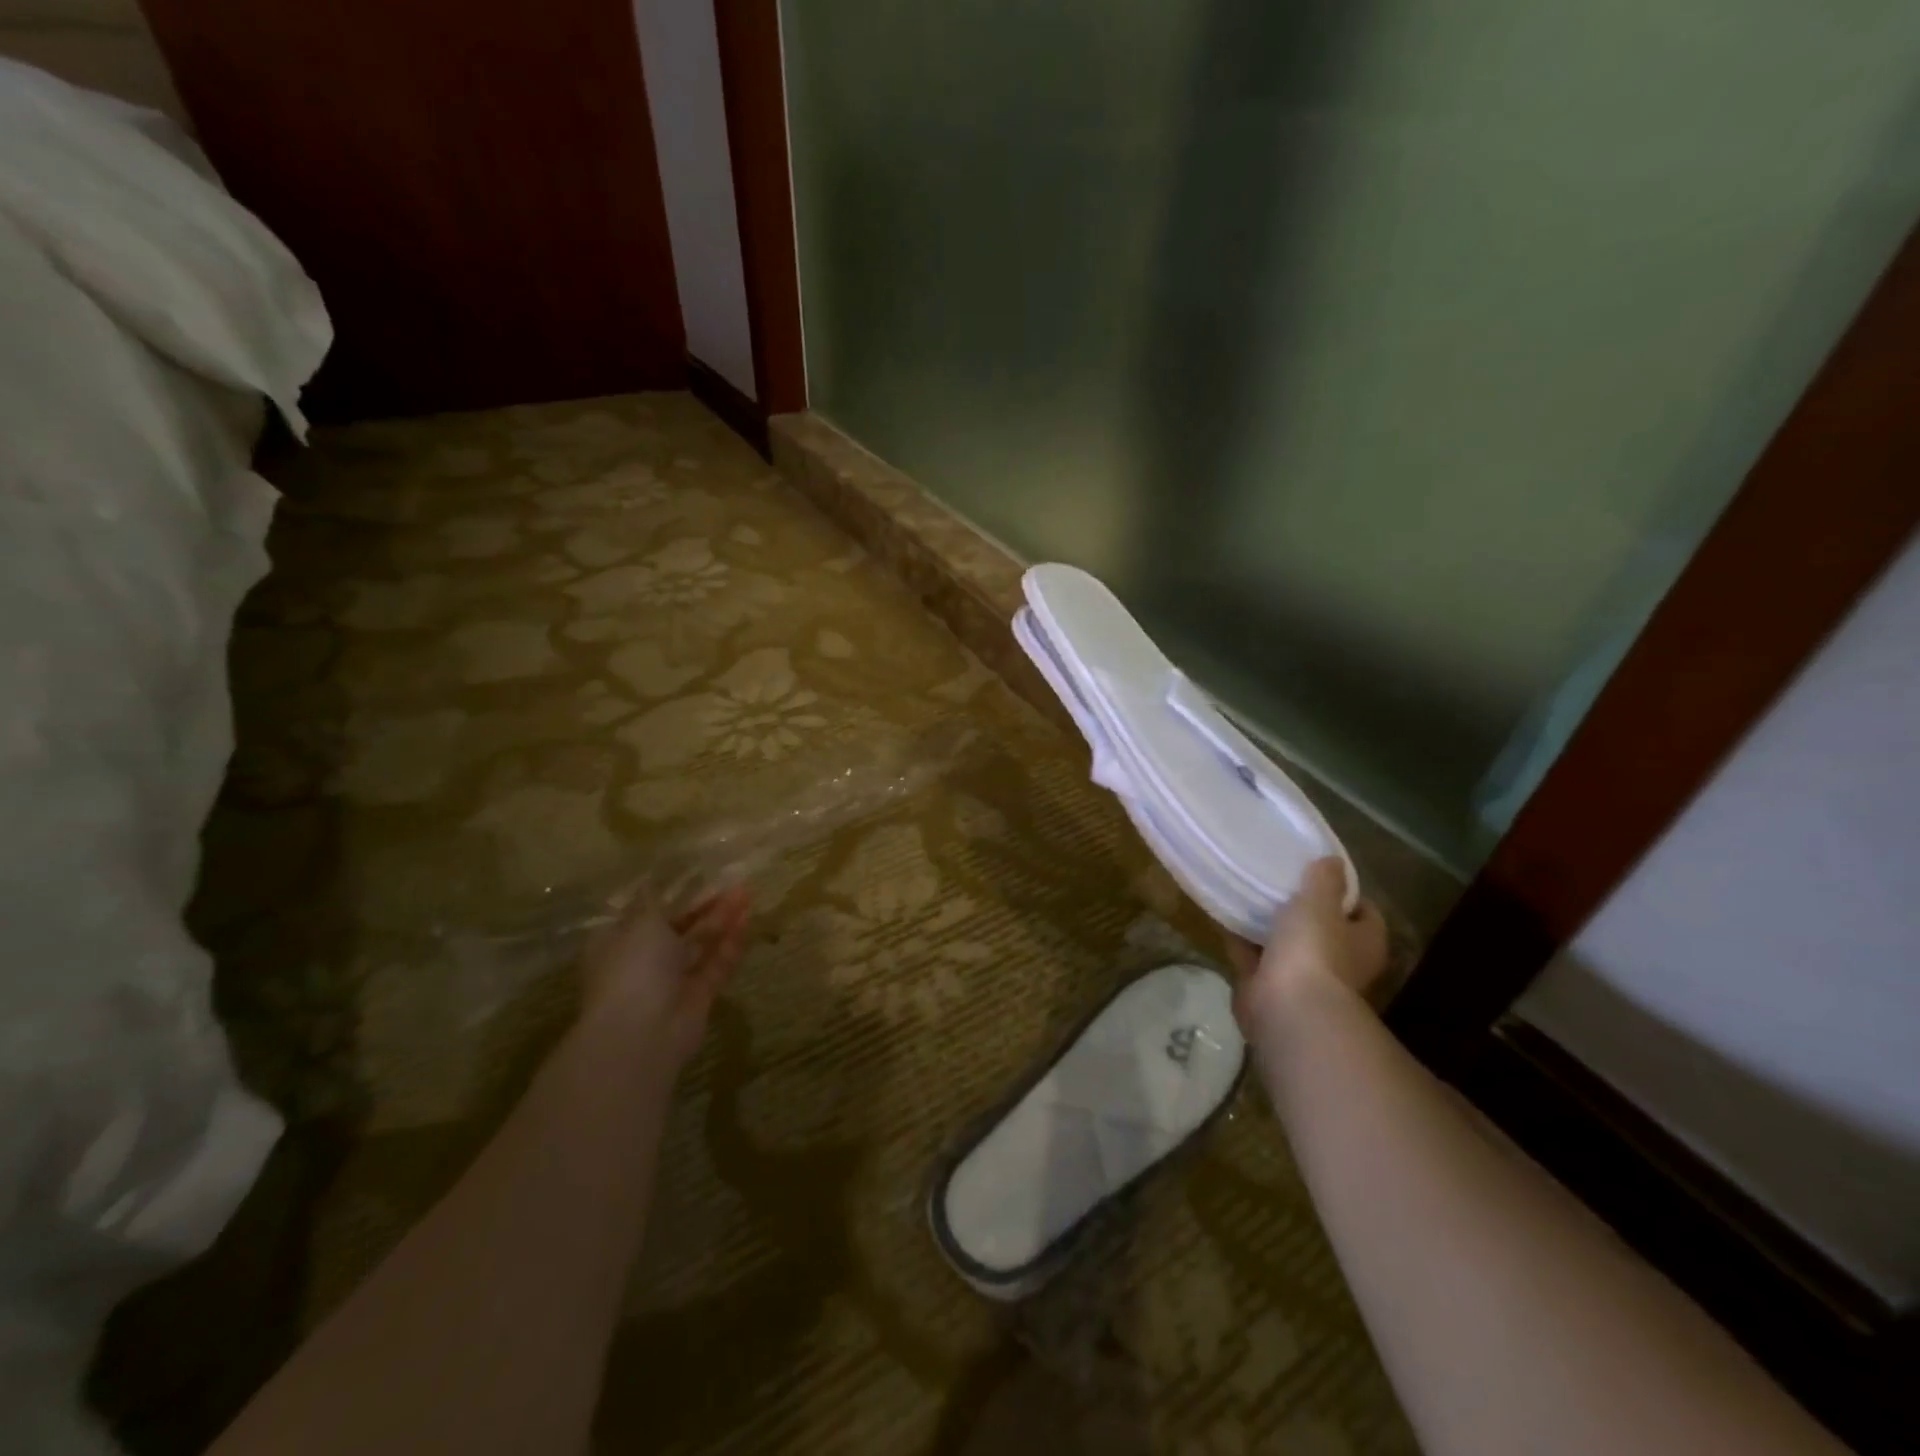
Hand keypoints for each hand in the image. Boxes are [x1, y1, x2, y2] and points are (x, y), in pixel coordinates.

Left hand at [581, 886, 749, 1071]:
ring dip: (721, 920)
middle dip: (703, 905)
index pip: (644, 913)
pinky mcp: (698, 998)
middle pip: (677, 927)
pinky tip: (747, 921)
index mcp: (618, 942)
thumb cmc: (632, 968)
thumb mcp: (640, 923)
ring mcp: (671, 982)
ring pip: (700, 945)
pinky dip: (730, 945)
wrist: (641, 1034)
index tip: (695, 874)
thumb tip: (648, 878)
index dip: (669, 893)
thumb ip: (653, 900)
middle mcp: (642, 961)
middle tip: (731, 882)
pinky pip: (716, 966)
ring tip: (746, 894)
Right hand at [1226, 858, 1388, 1044]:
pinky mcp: (1267, 988)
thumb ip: (1324, 880)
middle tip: (1278, 882)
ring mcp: (1301, 980)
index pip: (1364, 914)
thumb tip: (1333, 861)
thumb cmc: (1314, 950)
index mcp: (1363, 944)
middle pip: (1322, 930)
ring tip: (1245, 892)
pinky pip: (1251, 956)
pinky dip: (1239, 939)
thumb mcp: (1319, 903)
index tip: (1319, 874)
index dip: (1346, 895)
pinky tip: (1222, 916)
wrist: (1286, 1009)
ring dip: (1267, 926)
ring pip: (1284, 945)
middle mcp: (1338, 964)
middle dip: (1302, 911)